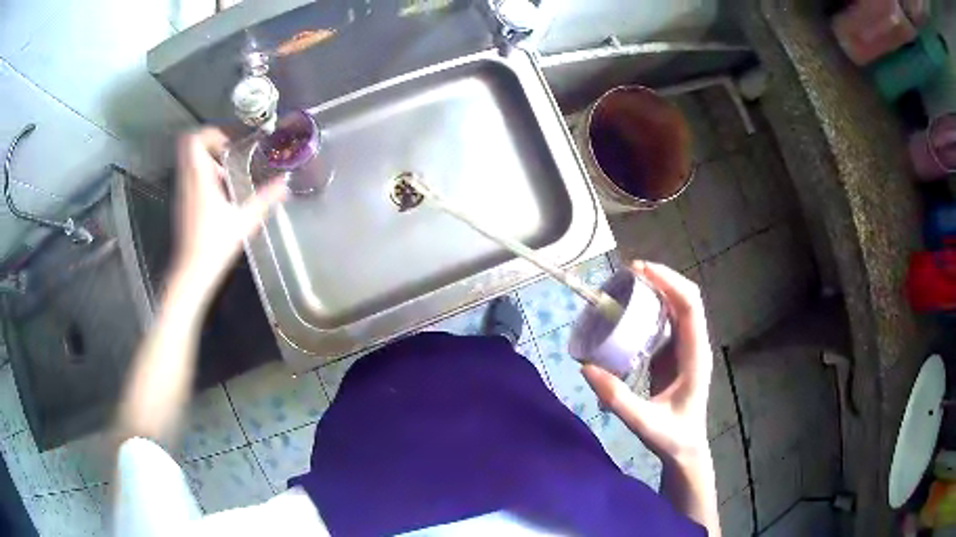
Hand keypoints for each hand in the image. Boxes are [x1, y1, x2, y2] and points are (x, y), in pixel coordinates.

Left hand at [171, 128, 286, 294]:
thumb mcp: (245, 221)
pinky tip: (220, 192)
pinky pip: (190, 176)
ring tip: (227, 171)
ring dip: (207, 159)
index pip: (194, 140)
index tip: (229, 142)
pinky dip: (203, 174)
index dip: (211, 133)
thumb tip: (284, 184)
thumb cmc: (215, 245)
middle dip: (210, 142)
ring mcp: (182, 192)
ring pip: (189, 161)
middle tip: (229, 151)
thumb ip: (265, 199)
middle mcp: (187, 181)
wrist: (192, 271)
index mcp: (199, 179)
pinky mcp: (182, 203)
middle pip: (189, 145)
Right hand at [582, 261, 712, 463]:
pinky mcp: (675, 354)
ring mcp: (686, 348)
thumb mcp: (643, 422)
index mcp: (695, 356)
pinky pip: (667, 321)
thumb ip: (616, 398)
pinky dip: (652, 307)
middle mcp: (694, 345)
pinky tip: (630, 309)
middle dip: (661, 278)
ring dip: (657, 289)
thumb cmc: (671, 437)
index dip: (669, 282)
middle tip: (628, 272)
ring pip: (677, 306)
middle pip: (685, 298)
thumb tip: (586, 367)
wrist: (686, 449)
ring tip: (627, 284)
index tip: (641, 271)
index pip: (690, 306)